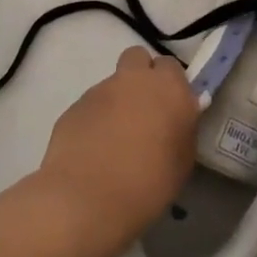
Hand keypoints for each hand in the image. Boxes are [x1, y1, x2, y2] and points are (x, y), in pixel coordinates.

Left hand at [36, 46, 198, 249]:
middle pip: (137, 58)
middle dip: (140, 76)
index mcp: (168, 88)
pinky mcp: (73, 107)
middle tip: (143, 109)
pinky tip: (93, 150)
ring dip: (116, 101)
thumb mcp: (183, 159)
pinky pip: (90, 106)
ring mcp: (99, 90)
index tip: (170, 107)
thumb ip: (181, 128)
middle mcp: (133, 80)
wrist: (89, 199)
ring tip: (114, 139)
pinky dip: (94, 119)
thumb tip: (174, 118)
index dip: (170, 84)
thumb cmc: (149, 183)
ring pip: (112, 83)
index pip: (171, 67)